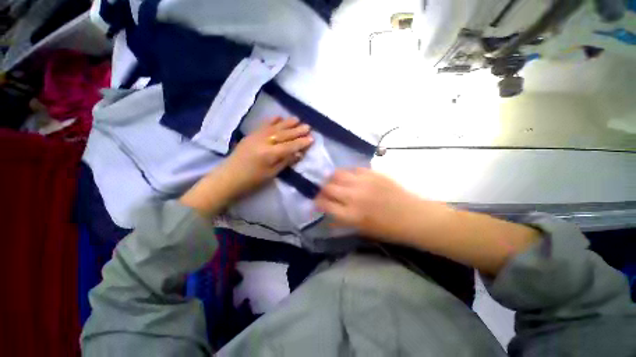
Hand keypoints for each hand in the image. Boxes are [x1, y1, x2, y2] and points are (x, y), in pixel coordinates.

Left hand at [224, 117, 313, 194]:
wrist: (228, 177)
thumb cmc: (250, 181)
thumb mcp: (270, 175)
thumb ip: (285, 162)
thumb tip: (299, 154)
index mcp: (269, 154)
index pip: (289, 146)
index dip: (301, 143)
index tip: (312, 139)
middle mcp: (264, 142)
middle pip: (283, 134)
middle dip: (296, 131)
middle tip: (308, 127)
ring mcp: (256, 136)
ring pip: (275, 127)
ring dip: (287, 123)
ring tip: (297, 119)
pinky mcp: (250, 135)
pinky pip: (263, 125)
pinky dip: (272, 121)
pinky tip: (279, 117)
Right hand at [315, 168, 443, 242]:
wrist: (412, 217)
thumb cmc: (389, 230)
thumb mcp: (363, 231)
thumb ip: (343, 223)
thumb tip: (329, 218)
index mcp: (351, 215)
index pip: (324, 204)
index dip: (317, 203)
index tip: (318, 204)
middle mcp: (354, 196)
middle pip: (328, 187)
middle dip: (323, 191)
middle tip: (326, 194)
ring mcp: (364, 182)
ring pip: (338, 174)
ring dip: (333, 179)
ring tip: (336, 183)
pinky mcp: (374, 173)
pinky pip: (354, 169)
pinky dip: (349, 174)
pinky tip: (352, 179)